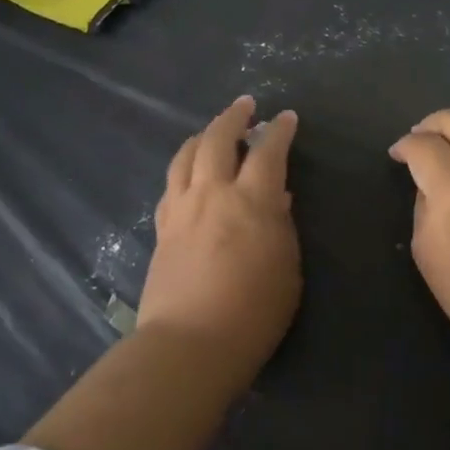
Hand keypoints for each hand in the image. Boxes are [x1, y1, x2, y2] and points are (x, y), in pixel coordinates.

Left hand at [139, 95, 300, 386]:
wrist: (189, 345)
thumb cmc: (253, 312)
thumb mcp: (287, 269)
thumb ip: (282, 227)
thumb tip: (276, 198)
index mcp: (251, 200)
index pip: (267, 151)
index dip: (279, 130)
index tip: (286, 117)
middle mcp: (213, 193)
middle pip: (218, 139)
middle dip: (234, 117)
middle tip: (245, 105)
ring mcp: (182, 209)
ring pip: (186, 156)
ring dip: (202, 136)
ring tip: (212, 131)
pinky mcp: (162, 229)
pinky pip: (171, 185)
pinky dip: (183, 168)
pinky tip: (187, 173)